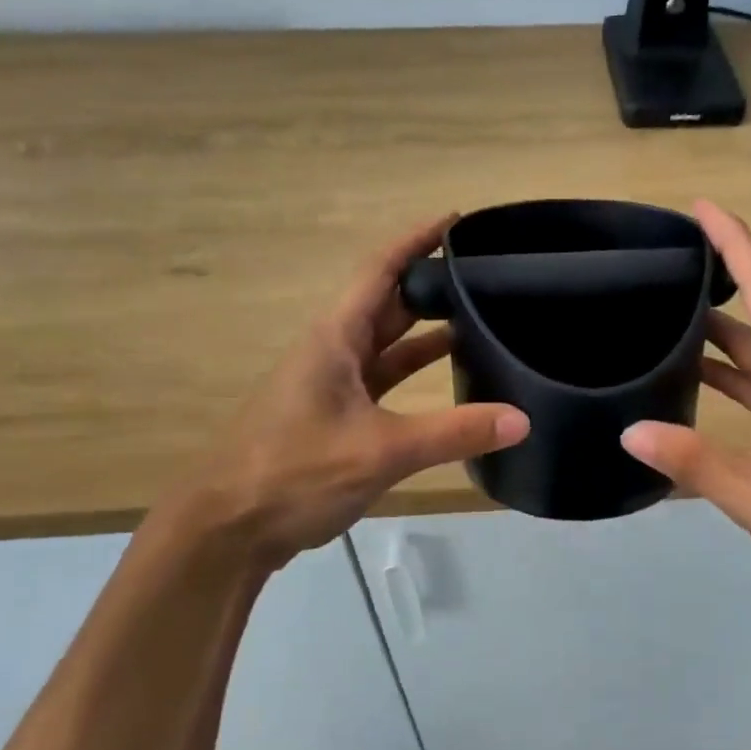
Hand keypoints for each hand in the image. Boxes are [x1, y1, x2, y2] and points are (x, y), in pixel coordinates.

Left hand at [165, 215, 528, 574]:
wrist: (228, 530)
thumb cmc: (294, 473)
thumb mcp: (381, 450)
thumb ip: (453, 433)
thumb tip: (522, 418)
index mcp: (336, 338)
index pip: (381, 270)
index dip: (417, 240)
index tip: (457, 219)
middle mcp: (333, 350)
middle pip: (387, 302)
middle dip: (431, 282)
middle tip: (486, 272)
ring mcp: (333, 384)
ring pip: (387, 343)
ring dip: (426, 329)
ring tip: (479, 316)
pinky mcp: (336, 416)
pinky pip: (384, 379)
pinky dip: (415, 372)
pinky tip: (449, 378)